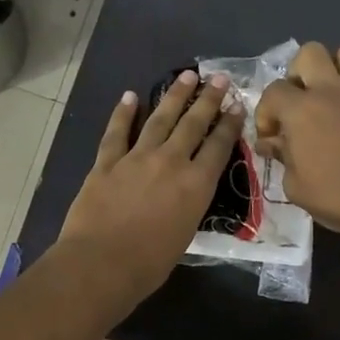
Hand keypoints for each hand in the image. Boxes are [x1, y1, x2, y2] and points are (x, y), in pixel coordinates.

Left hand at [59, 71, 244, 306]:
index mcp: (196, 185)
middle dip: (208, 100)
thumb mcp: (185, 234)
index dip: (230, 124)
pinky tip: (130, 96)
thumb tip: (186, 193)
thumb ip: (189, 206)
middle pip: (193, 124)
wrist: (102, 263)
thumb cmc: (149, 263)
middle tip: (219, 79)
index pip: (219, 146)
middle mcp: (171, 162)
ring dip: (174, 96)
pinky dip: (123, 113)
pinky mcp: (106, 162)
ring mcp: (136, 158)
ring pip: (159, 119)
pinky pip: (117, 133)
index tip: (237, 105)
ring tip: (186, 76)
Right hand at [254, 42, 339, 246]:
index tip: (271, 138)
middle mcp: (331, 91)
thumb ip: (282, 157)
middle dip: (299, 73)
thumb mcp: (295, 186)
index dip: (266, 113)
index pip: (273, 91)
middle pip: (310, 53)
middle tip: (300, 103)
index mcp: (302, 110)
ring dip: (337, 68)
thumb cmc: (337, 197)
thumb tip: (272, 143)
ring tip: (332, 95)